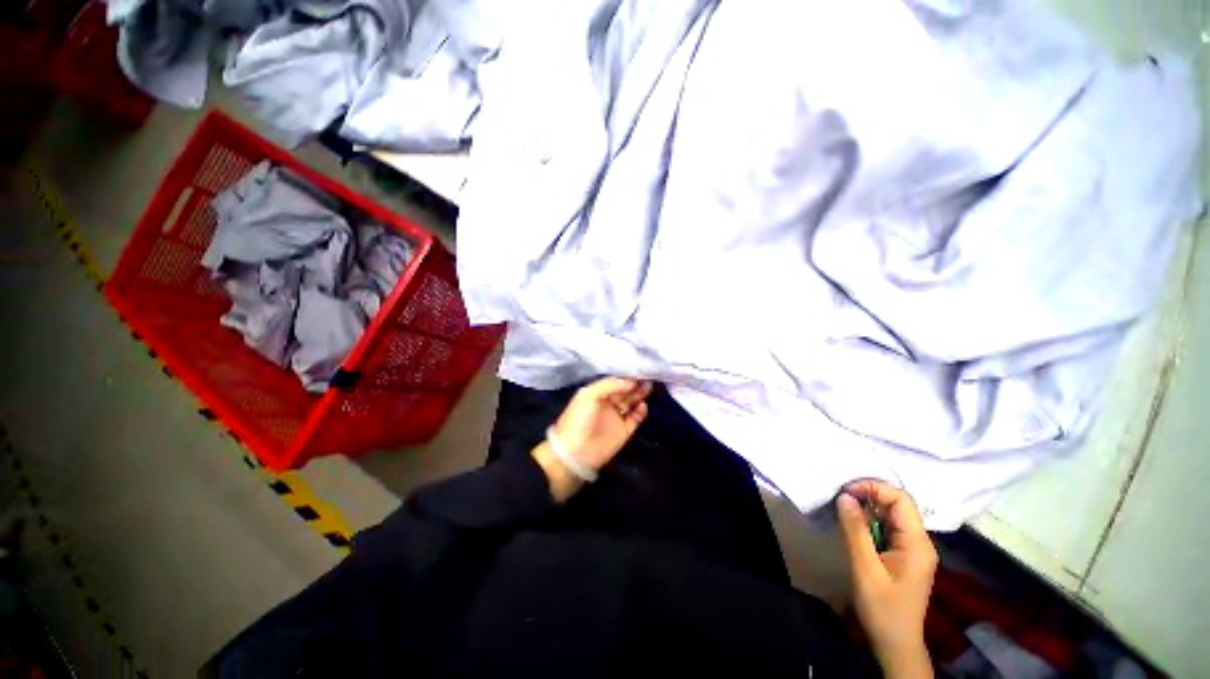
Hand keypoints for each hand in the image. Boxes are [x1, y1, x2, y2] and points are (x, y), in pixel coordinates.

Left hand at [532, 377, 652, 501]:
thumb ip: (610, 385)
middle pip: (625, 391)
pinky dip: (641, 411)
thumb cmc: (579, 419)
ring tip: (649, 387)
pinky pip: (635, 418)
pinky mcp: (624, 430)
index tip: (638, 371)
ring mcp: (616, 417)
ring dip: (640, 394)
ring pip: (631, 402)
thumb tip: (630, 381)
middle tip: (647, 377)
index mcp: (597, 393)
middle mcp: (607, 403)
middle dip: (635, 384)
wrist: (576, 453)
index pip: (614, 381)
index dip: (625, 377)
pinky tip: (643, 405)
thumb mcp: (589, 395)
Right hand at [838, 480, 937, 678]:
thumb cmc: (881, 608)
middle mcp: (920, 542)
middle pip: (898, 505)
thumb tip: (845, 496)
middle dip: (868, 496)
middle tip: (841, 500)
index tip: (846, 493)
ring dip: (867, 509)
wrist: (895, 643)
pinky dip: (869, 522)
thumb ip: (855, 530)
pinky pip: (887, 528)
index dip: (873, 488)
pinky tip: (854, 527)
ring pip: (891, 515)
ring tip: (843, 511)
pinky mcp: (904, 556)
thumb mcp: (865, 568)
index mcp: (917, 544)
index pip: (901, 499)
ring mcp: (913, 549)